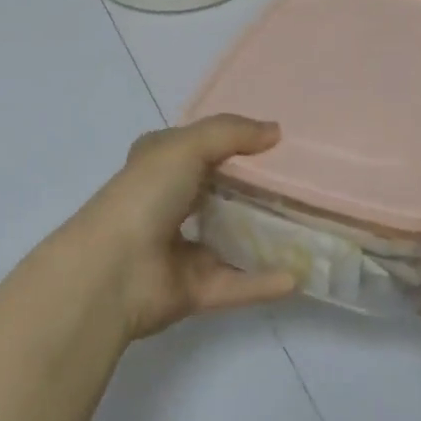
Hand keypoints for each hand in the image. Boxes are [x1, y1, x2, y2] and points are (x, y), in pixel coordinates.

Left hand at [67, 115, 297, 341]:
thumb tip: (276, 130)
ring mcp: (181, 249)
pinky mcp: (193, 290)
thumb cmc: (145, 195)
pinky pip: (236, 284)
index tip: (275, 140)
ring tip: (308, 226)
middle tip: (302, 181)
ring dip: (264, 236)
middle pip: (219, 193)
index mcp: (160, 164)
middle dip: (256, 188)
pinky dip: (264, 282)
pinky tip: (298, 276)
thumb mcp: (187, 145)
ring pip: (231, 239)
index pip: (197, 147)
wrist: (111, 272)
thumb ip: (232, 132)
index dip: (231, 141)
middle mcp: (169, 203)